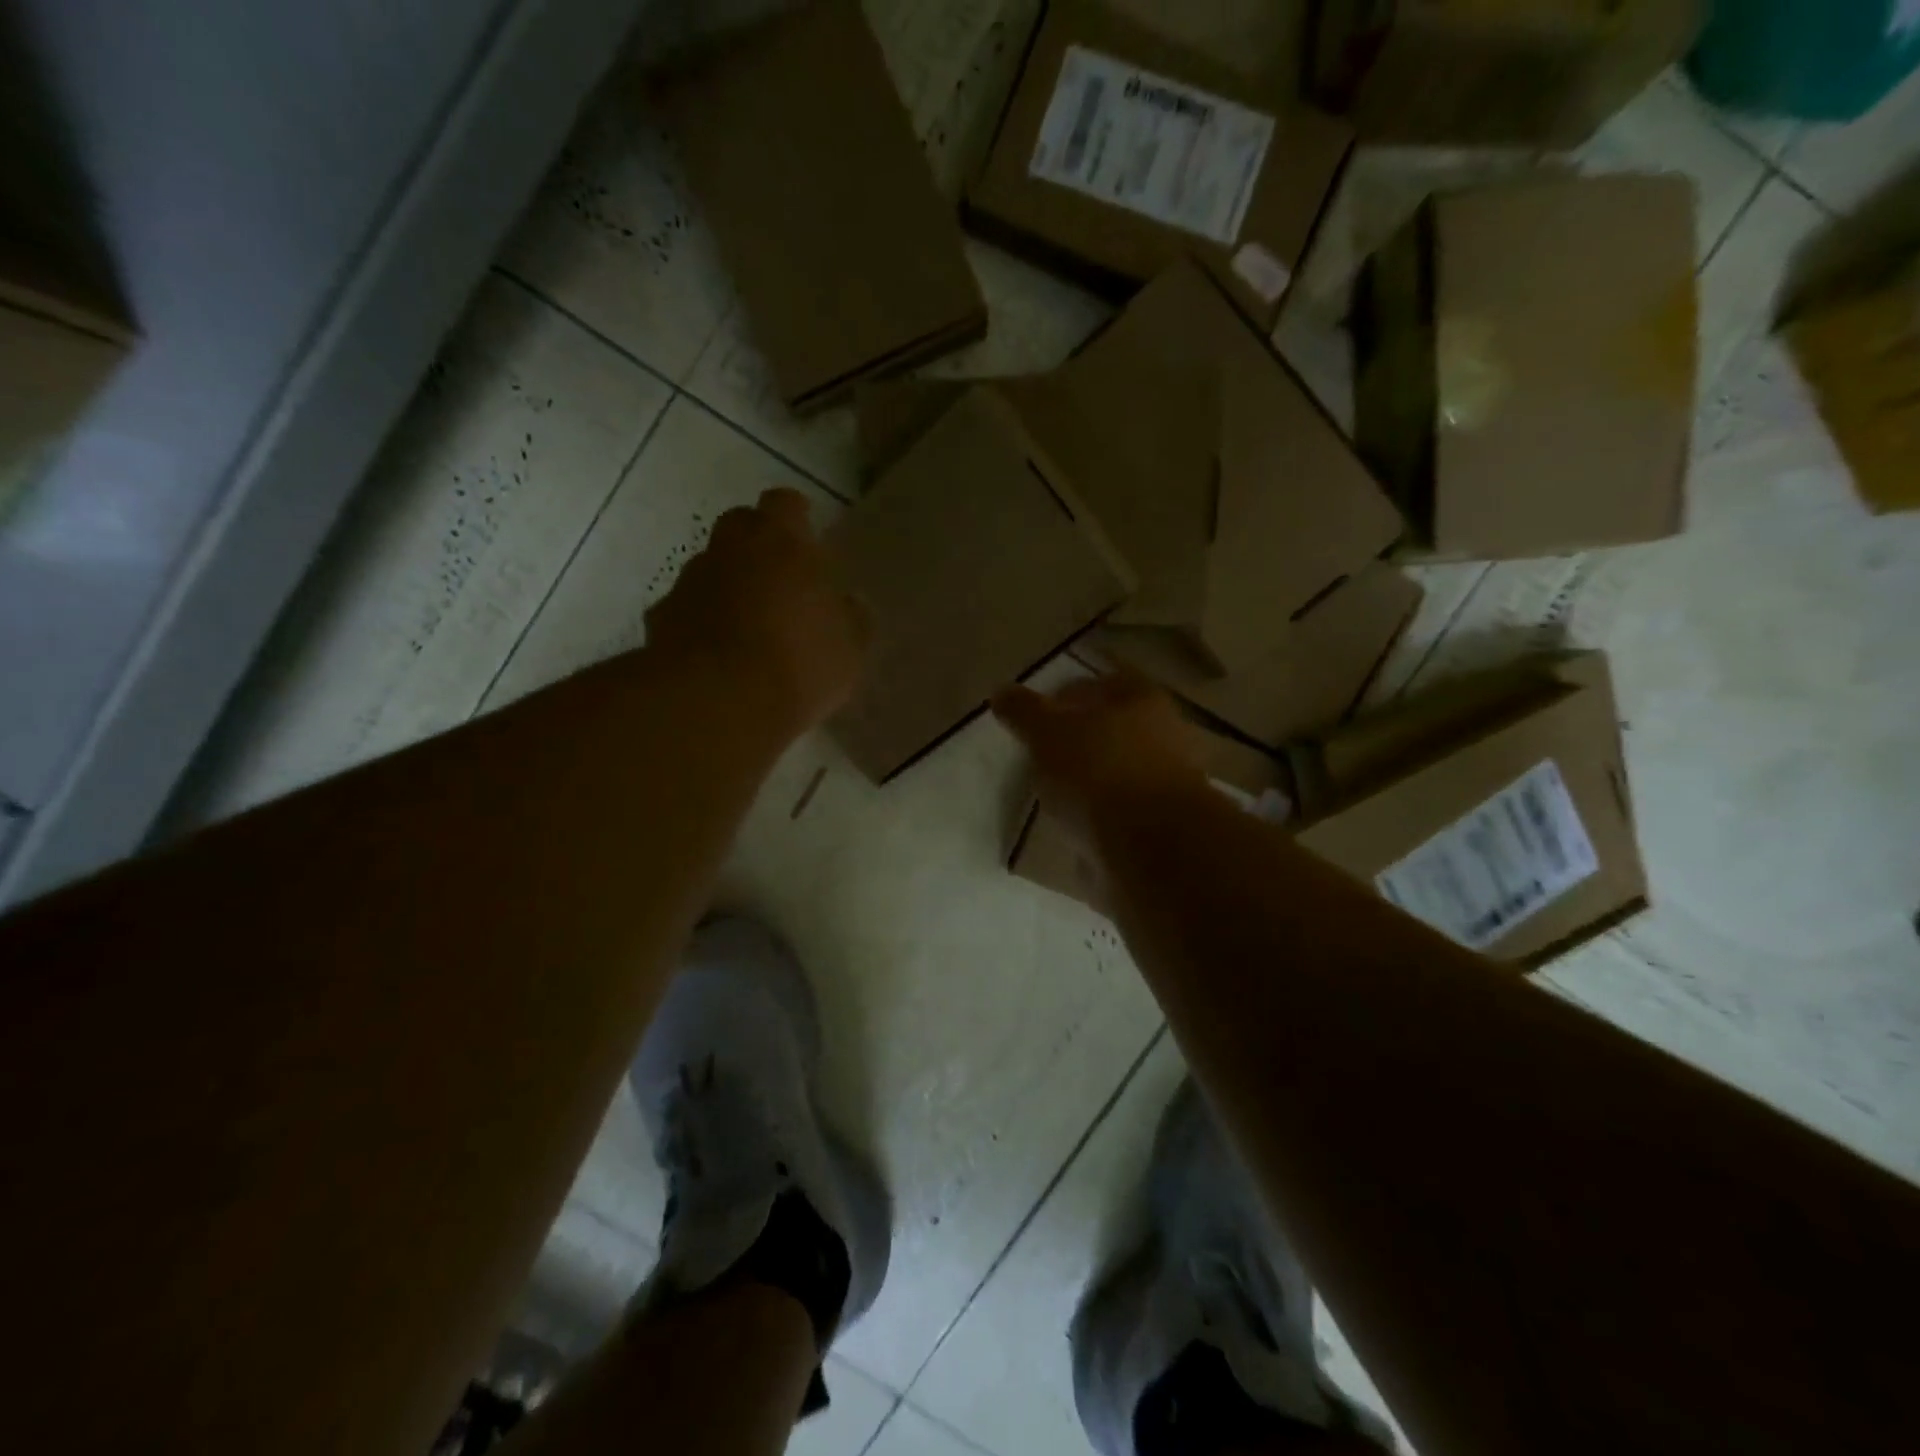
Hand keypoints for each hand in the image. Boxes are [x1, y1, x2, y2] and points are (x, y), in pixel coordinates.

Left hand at [645, 488, 869, 736]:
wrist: (717, 703)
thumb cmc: (798, 663)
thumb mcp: (848, 648)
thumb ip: (851, 618)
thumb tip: (849, 603)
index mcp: (780, 542)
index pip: (784, 504)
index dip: (795, 518)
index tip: (806, 538)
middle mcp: (729, 549)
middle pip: (740, 526)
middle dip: (757, 545)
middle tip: (780, 579)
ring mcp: (689, 583)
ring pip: (710, 569)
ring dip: (728, 586)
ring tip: (750, 627)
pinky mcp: (660, 621)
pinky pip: (686, 610)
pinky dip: (701, 623)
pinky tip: (718, 657)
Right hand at [991, 673, 1208, 839]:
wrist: (1154, 849)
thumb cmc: (1099, 773)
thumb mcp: (1048, 734)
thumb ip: (1024, 712)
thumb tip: (1001, 691)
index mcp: (1140, 698)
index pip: (1097, 684)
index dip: (1062, 696)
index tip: (1034, 718)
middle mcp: (1164, 732)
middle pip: (1112, 727)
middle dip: (1079, 740)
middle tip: (1041, 756)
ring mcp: (1169, 780)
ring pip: (1119, 770)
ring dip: (1090, 780)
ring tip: (1053, 796)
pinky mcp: (1165, 823)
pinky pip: (1123, 810)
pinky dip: (1101, 816)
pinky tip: (1076, 827)